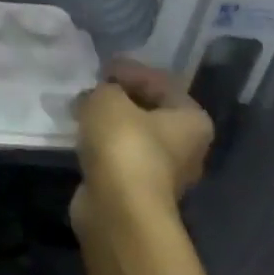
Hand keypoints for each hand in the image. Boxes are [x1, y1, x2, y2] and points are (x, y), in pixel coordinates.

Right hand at [70, 58, 214, 240]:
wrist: (117, 208)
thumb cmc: (124, 145)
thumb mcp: (107, 100)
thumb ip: (104, 89)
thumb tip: (98, 95)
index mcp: (192, 120)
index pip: (162, 83)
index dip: (131, 70)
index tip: (102, 66)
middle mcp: (187, 146)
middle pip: (150, 111)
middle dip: (120, 98)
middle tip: (91, 87)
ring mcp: (163, 172)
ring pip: (133, 135)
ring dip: (109, 122)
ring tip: (81, 110)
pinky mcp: (136, 189)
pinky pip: (118, 155)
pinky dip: (102, 144)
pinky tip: (81, 137)